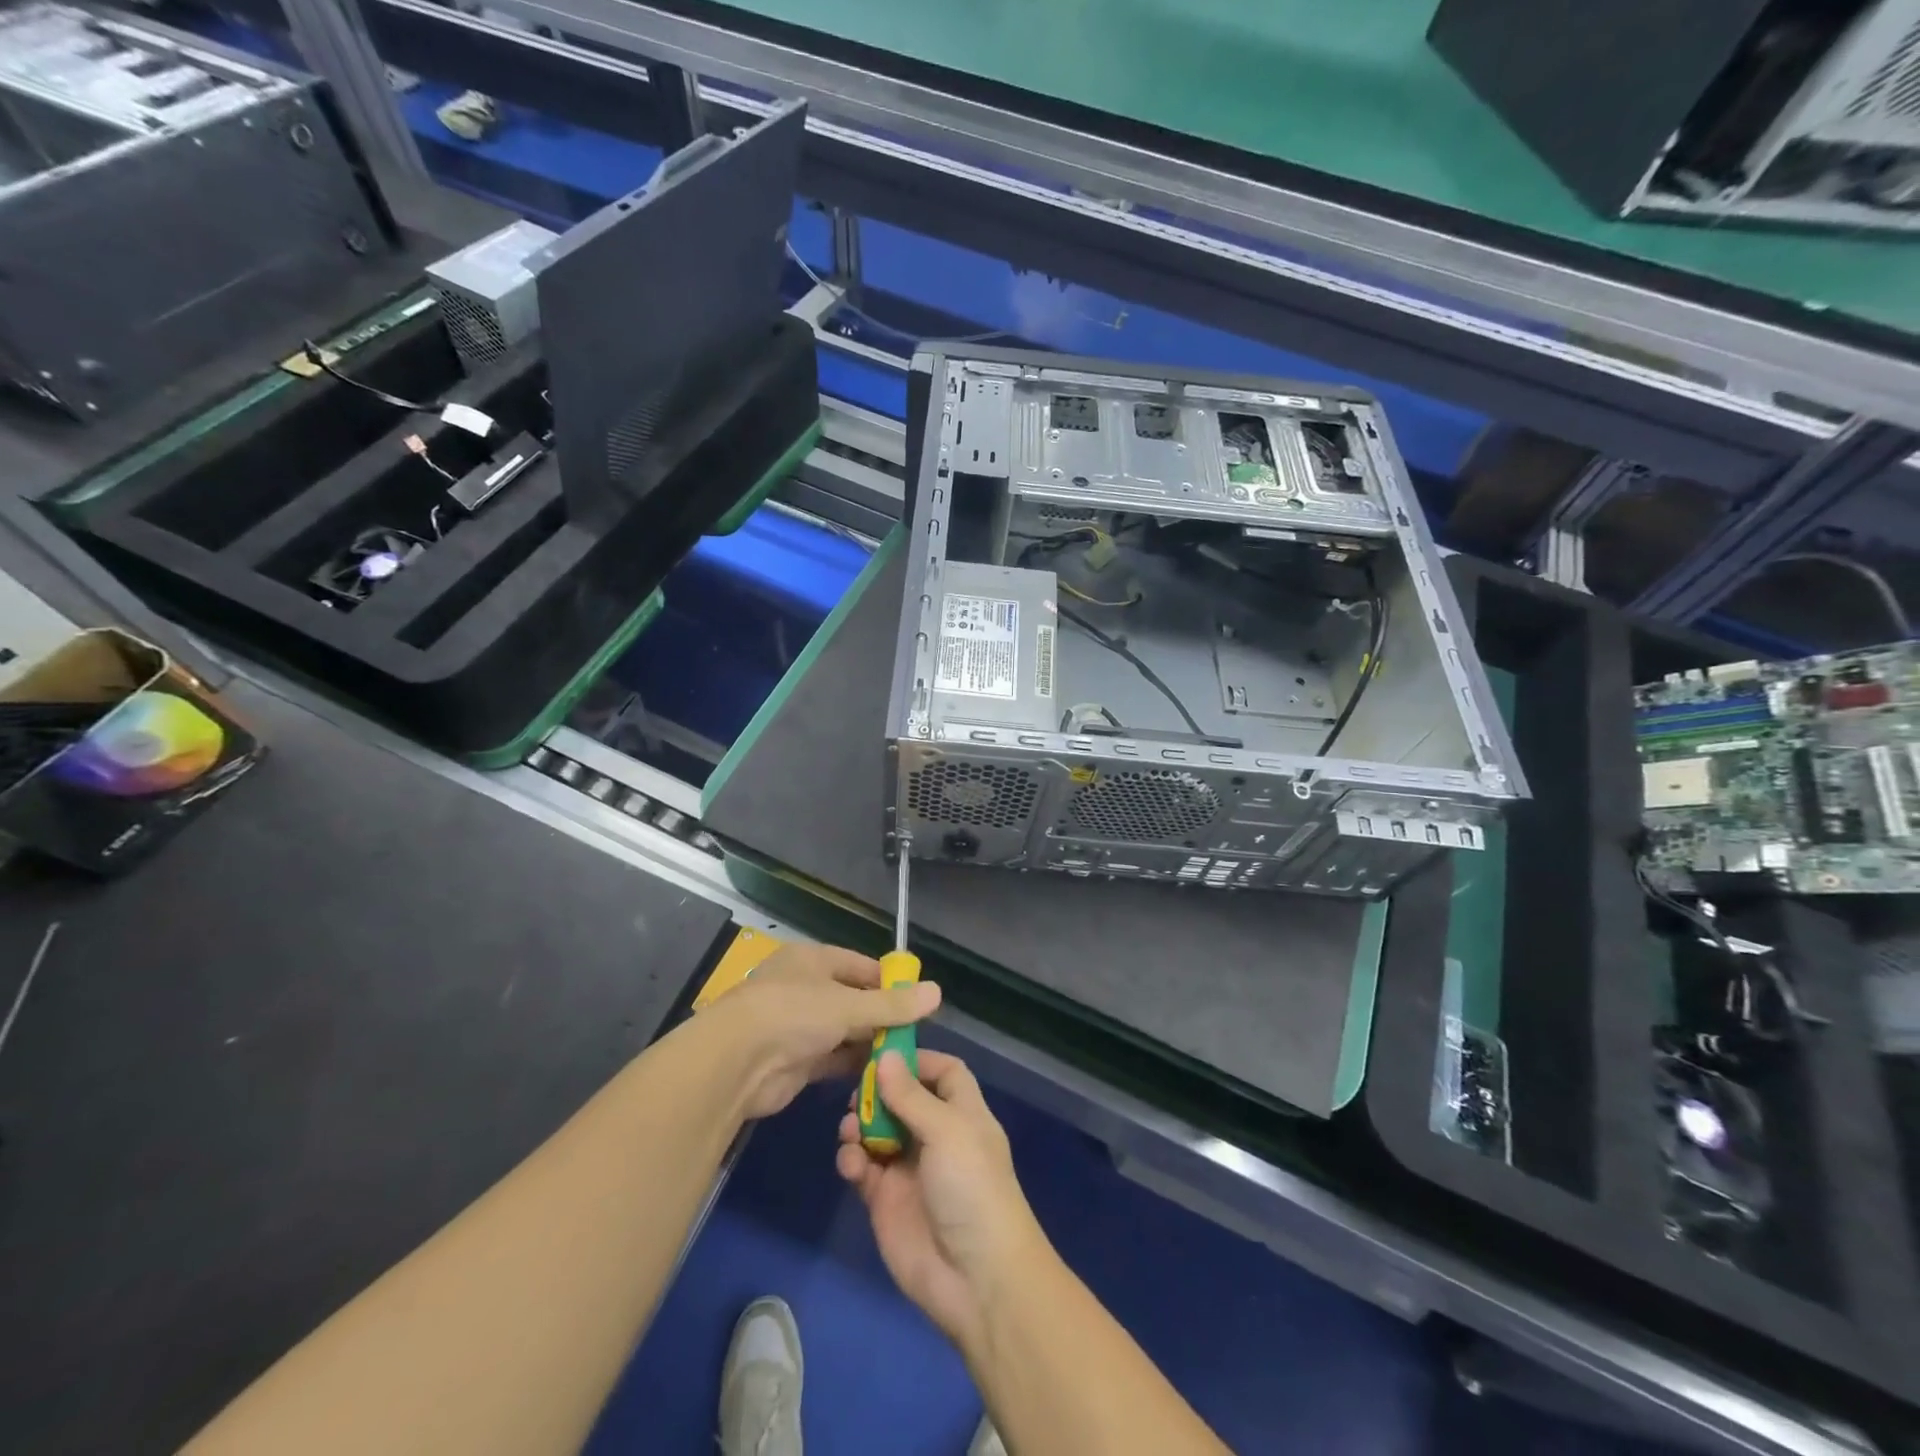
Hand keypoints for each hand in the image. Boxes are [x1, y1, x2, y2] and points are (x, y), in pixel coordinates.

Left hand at [708, 942, 939, 1120]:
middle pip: (853, 999)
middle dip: (882, 1017)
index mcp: (812, 960)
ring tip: (905, 1058)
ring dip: (869, 1043)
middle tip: (916, 1035)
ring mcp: (797, 1026)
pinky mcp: (795, 1061)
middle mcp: (805, 988)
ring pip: (843, 1031)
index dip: (889, 982)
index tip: (918, 1000)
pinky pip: (832, 1059)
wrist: (735, 1064)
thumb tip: (937, 992)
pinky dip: (853, 1066)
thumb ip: (892, 1004)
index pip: (860, 966)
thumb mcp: (848, 1005)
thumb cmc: (793, 1014)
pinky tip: (881, 1076)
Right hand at [835, 1050, 1045, 1348]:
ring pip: (877, 1131)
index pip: (944, 1073)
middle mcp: (936, 1135)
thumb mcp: (947, 1132)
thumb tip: (886, 1055)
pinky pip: (863, 1168)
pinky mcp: (886, 1201)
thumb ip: (911, 1095)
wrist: (976, 1279)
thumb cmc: (972, 1189)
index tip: (885, 1052)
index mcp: (962, 1114)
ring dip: (860, 1123)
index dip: (918, 1060)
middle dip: (878, 1091)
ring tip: (850, 1127)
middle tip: (857, 1091)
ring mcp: (909, 1168)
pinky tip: (852, 1163)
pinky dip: (852, 1160)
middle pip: (903, 1098)